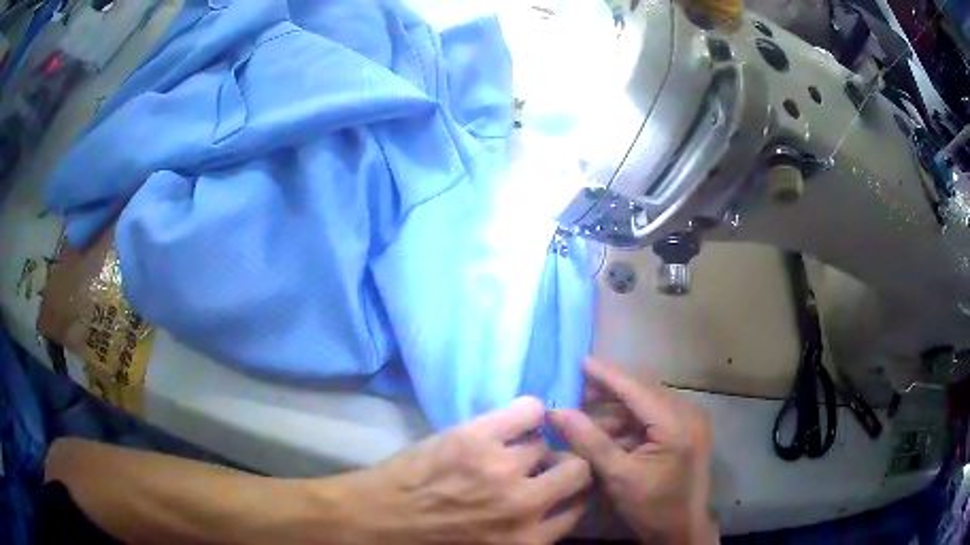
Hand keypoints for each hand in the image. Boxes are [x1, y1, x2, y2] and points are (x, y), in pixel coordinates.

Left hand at [334, 397, 591, 544]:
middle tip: (543, 466)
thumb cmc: (428, 541)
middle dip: (565, 467)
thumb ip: (527, 534)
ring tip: (510, 449)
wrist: (374, 519)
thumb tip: (552, 507)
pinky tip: (517, 421)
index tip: (562, 487)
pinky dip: (530, 413)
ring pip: (544, 444)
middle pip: (576, 471)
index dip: (572, 494)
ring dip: (532, 447)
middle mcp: (524, 505)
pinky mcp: (477, 438)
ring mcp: (502, 468)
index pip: (578, 509)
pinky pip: (529, 411)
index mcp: (527, 540)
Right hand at [549, 360, 716, 543]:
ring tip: (587, 416)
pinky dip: (630, 422)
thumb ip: (589, 441)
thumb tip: (556, 411)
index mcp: (676, 423)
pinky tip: (608, 432)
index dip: (606, 375)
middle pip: (643, 392)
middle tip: (577, 392)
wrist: (682, 529)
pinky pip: (654, 417)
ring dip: (617, 409)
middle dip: (609, 392)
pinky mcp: (686, 431)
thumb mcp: (617, 476)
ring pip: (647, 404)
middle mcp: (688, 413)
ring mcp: (690, 421)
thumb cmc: (652, 507)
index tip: (580, 362)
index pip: (636, 389)